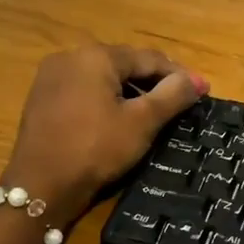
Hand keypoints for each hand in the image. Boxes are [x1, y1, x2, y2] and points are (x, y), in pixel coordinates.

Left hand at [2, 45, 207, 227]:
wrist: (40, 187)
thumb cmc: (96, 148)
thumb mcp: (142, 122)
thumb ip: (172, 95)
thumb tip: (197, 81)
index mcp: (95, 56)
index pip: (148, 58)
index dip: (179, 75)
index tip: (202, 91)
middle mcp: (70, 57)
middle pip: (124, 64)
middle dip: (154, 81)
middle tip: (181, 101)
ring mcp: (51, 78)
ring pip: (104, 78)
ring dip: (131, 91)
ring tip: (155, 112)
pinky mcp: (42, 99)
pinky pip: (85, 91)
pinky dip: (107, 99)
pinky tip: (120, 119)